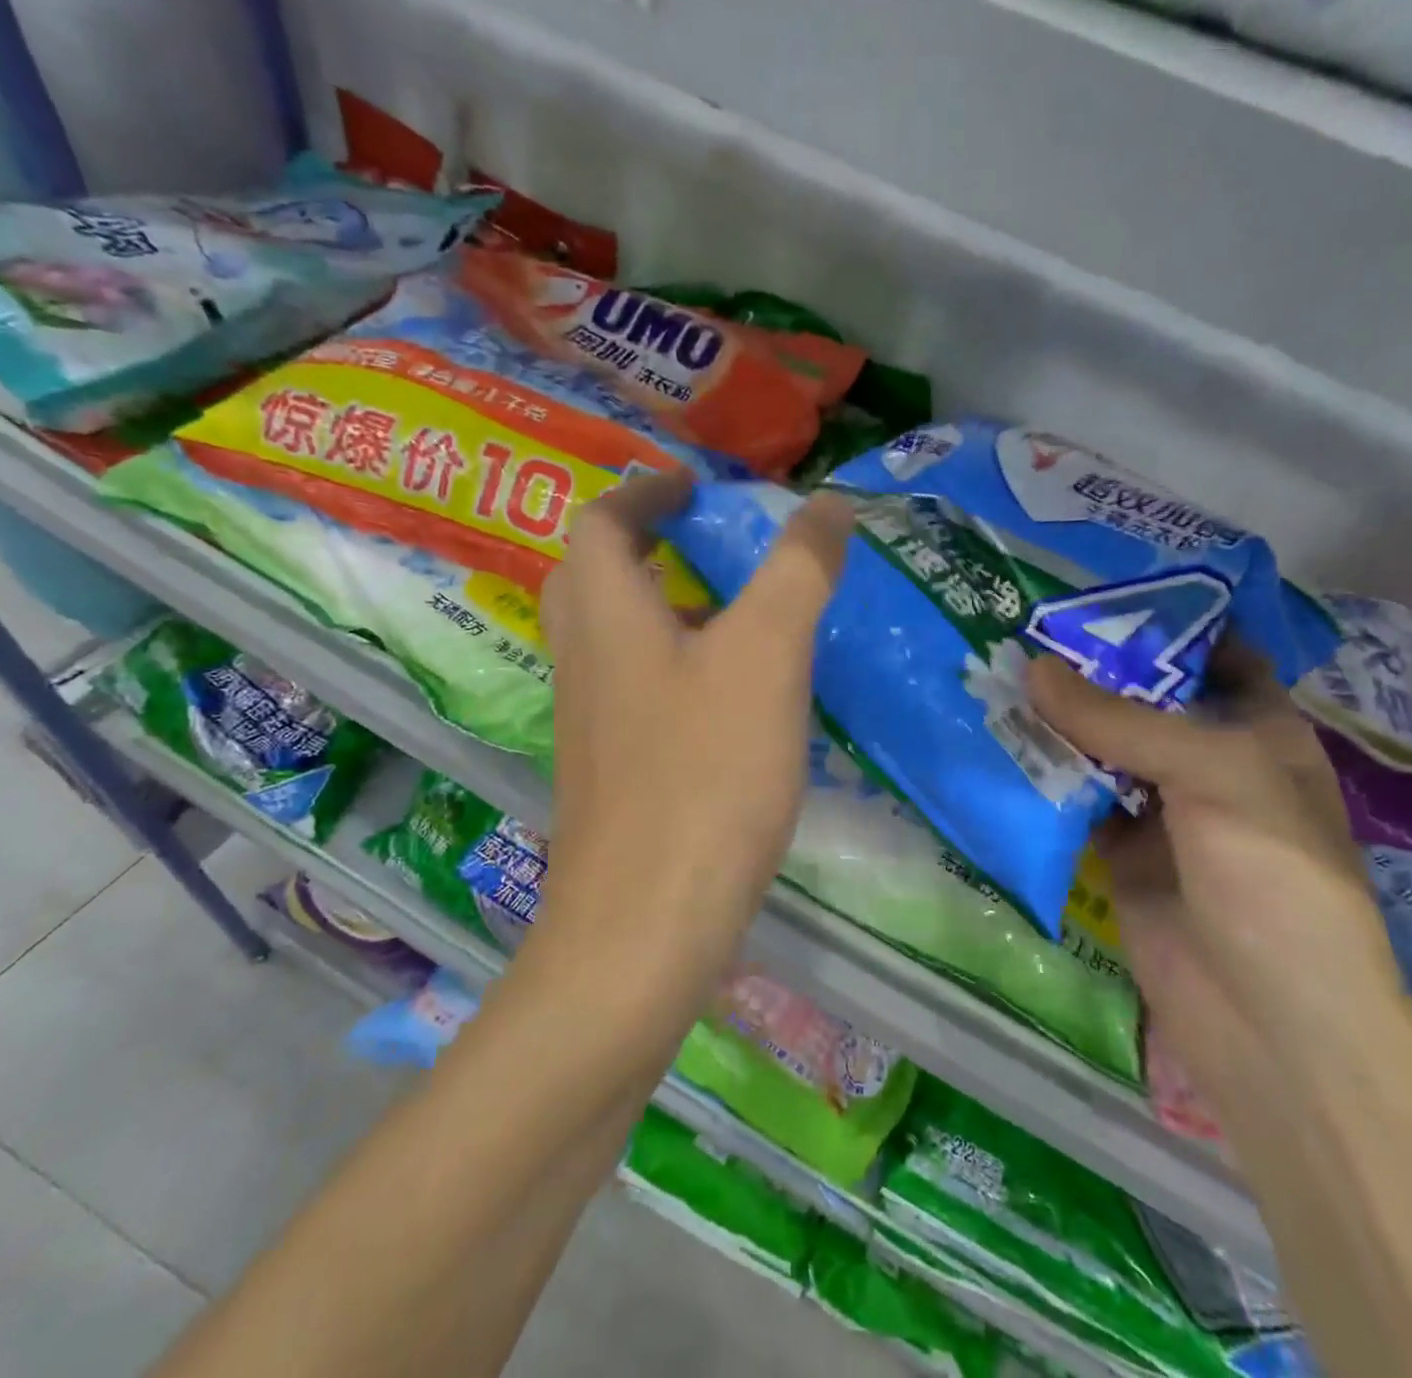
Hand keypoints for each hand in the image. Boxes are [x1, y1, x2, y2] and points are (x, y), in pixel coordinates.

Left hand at [537, 470, 852, 983]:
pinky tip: (736, 698)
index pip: (603, 522)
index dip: (646, 491)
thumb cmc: (703, 773)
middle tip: (708, 539)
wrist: (645, 925)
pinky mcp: (612, 771)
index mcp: (604, 613)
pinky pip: (639, 690)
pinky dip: (678, 667)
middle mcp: (582, 658)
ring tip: (739, 611)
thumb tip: (829, 505)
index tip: (696, 487)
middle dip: (647, 544)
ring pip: (619, 637)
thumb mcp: (766, 656)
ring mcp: (591, 721)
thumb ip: (798, 571)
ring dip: (667, 607)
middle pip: (597, 576)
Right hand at [1029, 643, 1405, 1103]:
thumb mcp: (1214, 775)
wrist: (1270, 1023)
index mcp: (1257, 731)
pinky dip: (1041, 777)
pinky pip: (1074, 800)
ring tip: (995, 673)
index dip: (1160, 622)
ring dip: (1056, 721)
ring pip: (1100, 749)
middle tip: (1018, 629)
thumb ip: (1120, 720)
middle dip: (1088, 670)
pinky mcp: (1118, 853)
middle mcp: (1208, 763)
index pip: (1210, 655)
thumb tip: (1032, 668)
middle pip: (1142, 700)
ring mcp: (1160, 810)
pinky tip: (996, 744)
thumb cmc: (1272, 877)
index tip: (1090, 593)